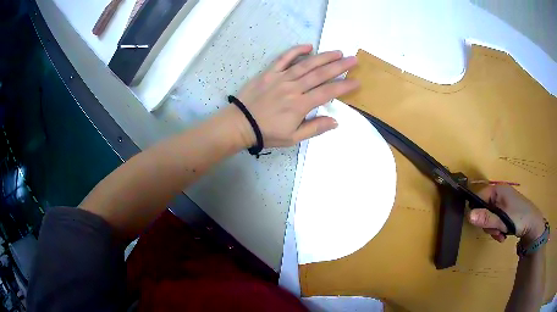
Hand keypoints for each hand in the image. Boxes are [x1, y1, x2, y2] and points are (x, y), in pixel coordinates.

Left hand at [234, 44, 358, 147]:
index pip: (327, 92)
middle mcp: (293, 88)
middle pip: (320, 75)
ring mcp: (280, 78)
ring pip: (306, 64)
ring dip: (323, 57)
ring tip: (337, 52)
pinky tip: (308, 46)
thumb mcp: (293, 138)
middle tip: (353, 60)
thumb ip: (315, 128)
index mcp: (300, 105)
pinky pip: (283, 59)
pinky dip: (296, 51)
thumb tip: (335, 121)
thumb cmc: (267, 133)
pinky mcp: (269, 73)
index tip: (356, 81)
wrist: (240, 124)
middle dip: (339, 66)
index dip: (343, 86)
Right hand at [468, 185, 544, 243]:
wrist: (533, 225)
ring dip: (493, 229)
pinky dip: (497, 228)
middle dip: (488, 224)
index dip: (476, 211)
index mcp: (498, 190)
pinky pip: (496, 219)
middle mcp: (500, 193)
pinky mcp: (506, 210)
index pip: (478, 197)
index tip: (481, 225)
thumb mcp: (503, 220)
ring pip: (489, 216)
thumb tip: (468, 215)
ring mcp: (503, 202)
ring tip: (501, 235)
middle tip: (495, 232)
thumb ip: (486, 218)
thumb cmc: (519, 218)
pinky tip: (503, 235)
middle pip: (484, 208)